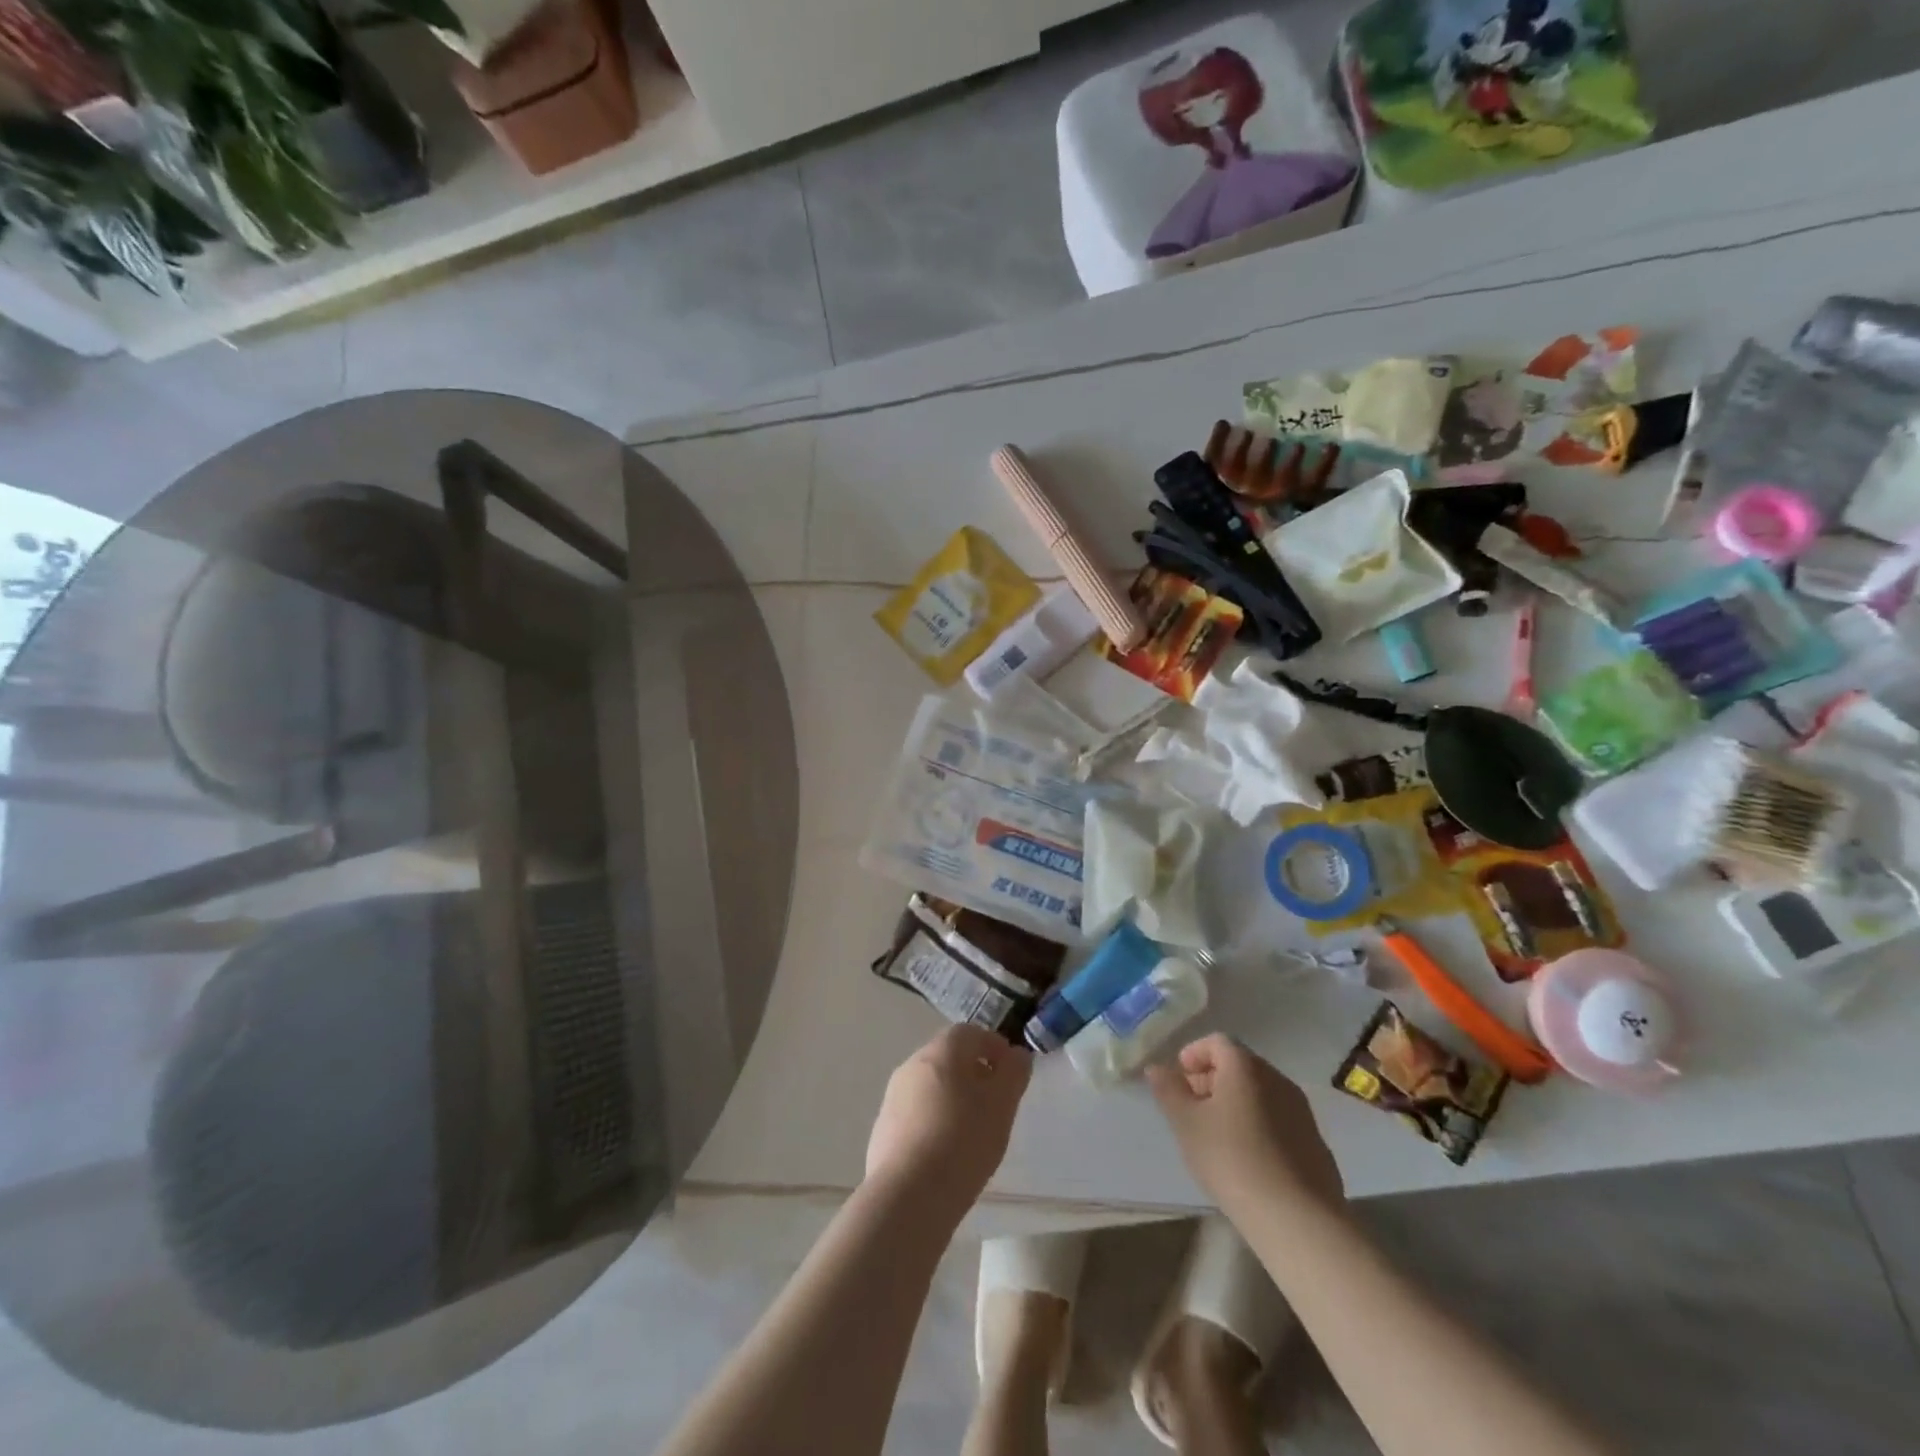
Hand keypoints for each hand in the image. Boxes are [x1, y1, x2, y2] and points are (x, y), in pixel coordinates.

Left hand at [865, 1024, 1031, 1213]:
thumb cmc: (963, 1141)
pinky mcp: (883, 1127)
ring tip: (973, 1130)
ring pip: (931, 1085)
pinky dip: (933, 1121)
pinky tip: (946, 1151)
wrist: (907, 1196)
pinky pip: (916, 1113)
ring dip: (953, 1097)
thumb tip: (1017, 1055)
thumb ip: (1013, 1074)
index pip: (971, 1033)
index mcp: (942, 1050)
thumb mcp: (1002, 1106)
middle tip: (995, 1102)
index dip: (994, 1047)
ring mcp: (893, 1096)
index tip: (1011, 1073)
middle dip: (974, 1073)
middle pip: (949, 1057)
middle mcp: (913, 1063)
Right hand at [1146, 1034, 1343, 1216]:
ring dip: (1236, 1103)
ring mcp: (1302, 1112)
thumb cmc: (1231, 1159)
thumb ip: (1168, 1090)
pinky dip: (1259, 1125)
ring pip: (1261, 1093)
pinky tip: (1248, 1159)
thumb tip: (1156, 1068)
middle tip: (1192, 1108)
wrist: (1298, 1219)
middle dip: (1212, 1079)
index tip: (1179, 1079)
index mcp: (1245, 1067)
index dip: (1194, 1054)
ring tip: (1217, 1135)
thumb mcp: (1186, 1124)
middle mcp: (1277, 1079)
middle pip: (1240, 1065)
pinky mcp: (1316, 1143)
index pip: (1217, 1042)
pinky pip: (1279, 1120)